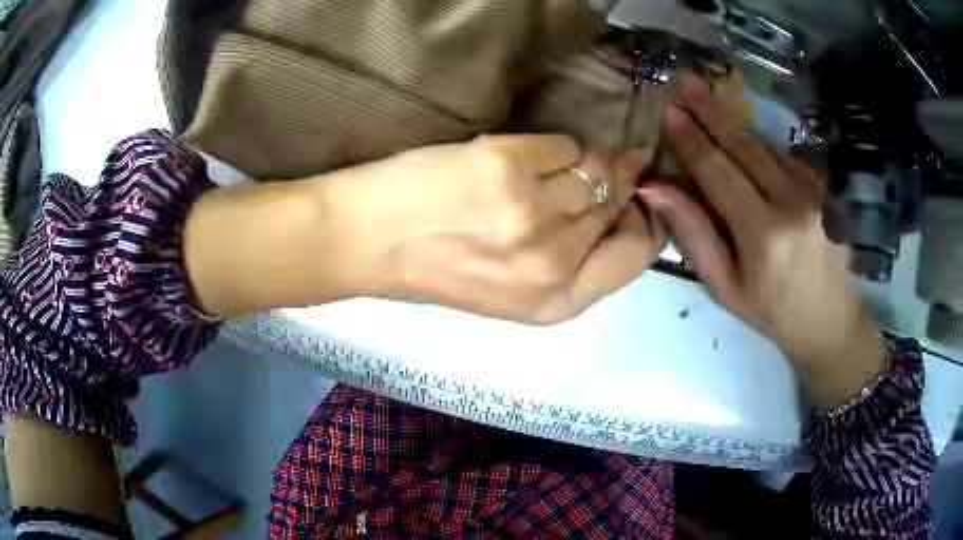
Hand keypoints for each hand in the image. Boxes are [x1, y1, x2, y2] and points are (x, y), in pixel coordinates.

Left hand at [331, 134, 662, 323]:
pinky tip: (521, 158)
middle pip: (618, 207)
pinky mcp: (508, 166)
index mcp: (557, 302)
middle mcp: (555, 262)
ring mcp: (533, 212)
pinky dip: (551, 148)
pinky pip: (562, 145)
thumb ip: (569, 257)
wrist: (368, 242)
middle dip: (615, 185)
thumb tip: (619, 201)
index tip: (629, 202)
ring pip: (597, 170)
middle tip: (595, 172)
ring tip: (550, 168)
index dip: (640, 222)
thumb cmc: (436, 269)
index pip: (636, 254)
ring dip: (587, 161)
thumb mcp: (513, 288)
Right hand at [638, 77, 885, 407]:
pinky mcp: (827, 189)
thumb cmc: (774, 312)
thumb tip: (656, 189)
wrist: (832, 322)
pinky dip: (763, 148)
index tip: (671, 113)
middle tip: (688, 82)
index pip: (717, 172)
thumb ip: (695, 236)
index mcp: (763, 234)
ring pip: (766, 147)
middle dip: (712, 113)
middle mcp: (792, 202)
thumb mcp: (726, 288)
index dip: (691, 140)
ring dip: (736, 128)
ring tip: (711, 108)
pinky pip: (787, 157)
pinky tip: (749, 147)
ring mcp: (815, 191)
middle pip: (743, 147)